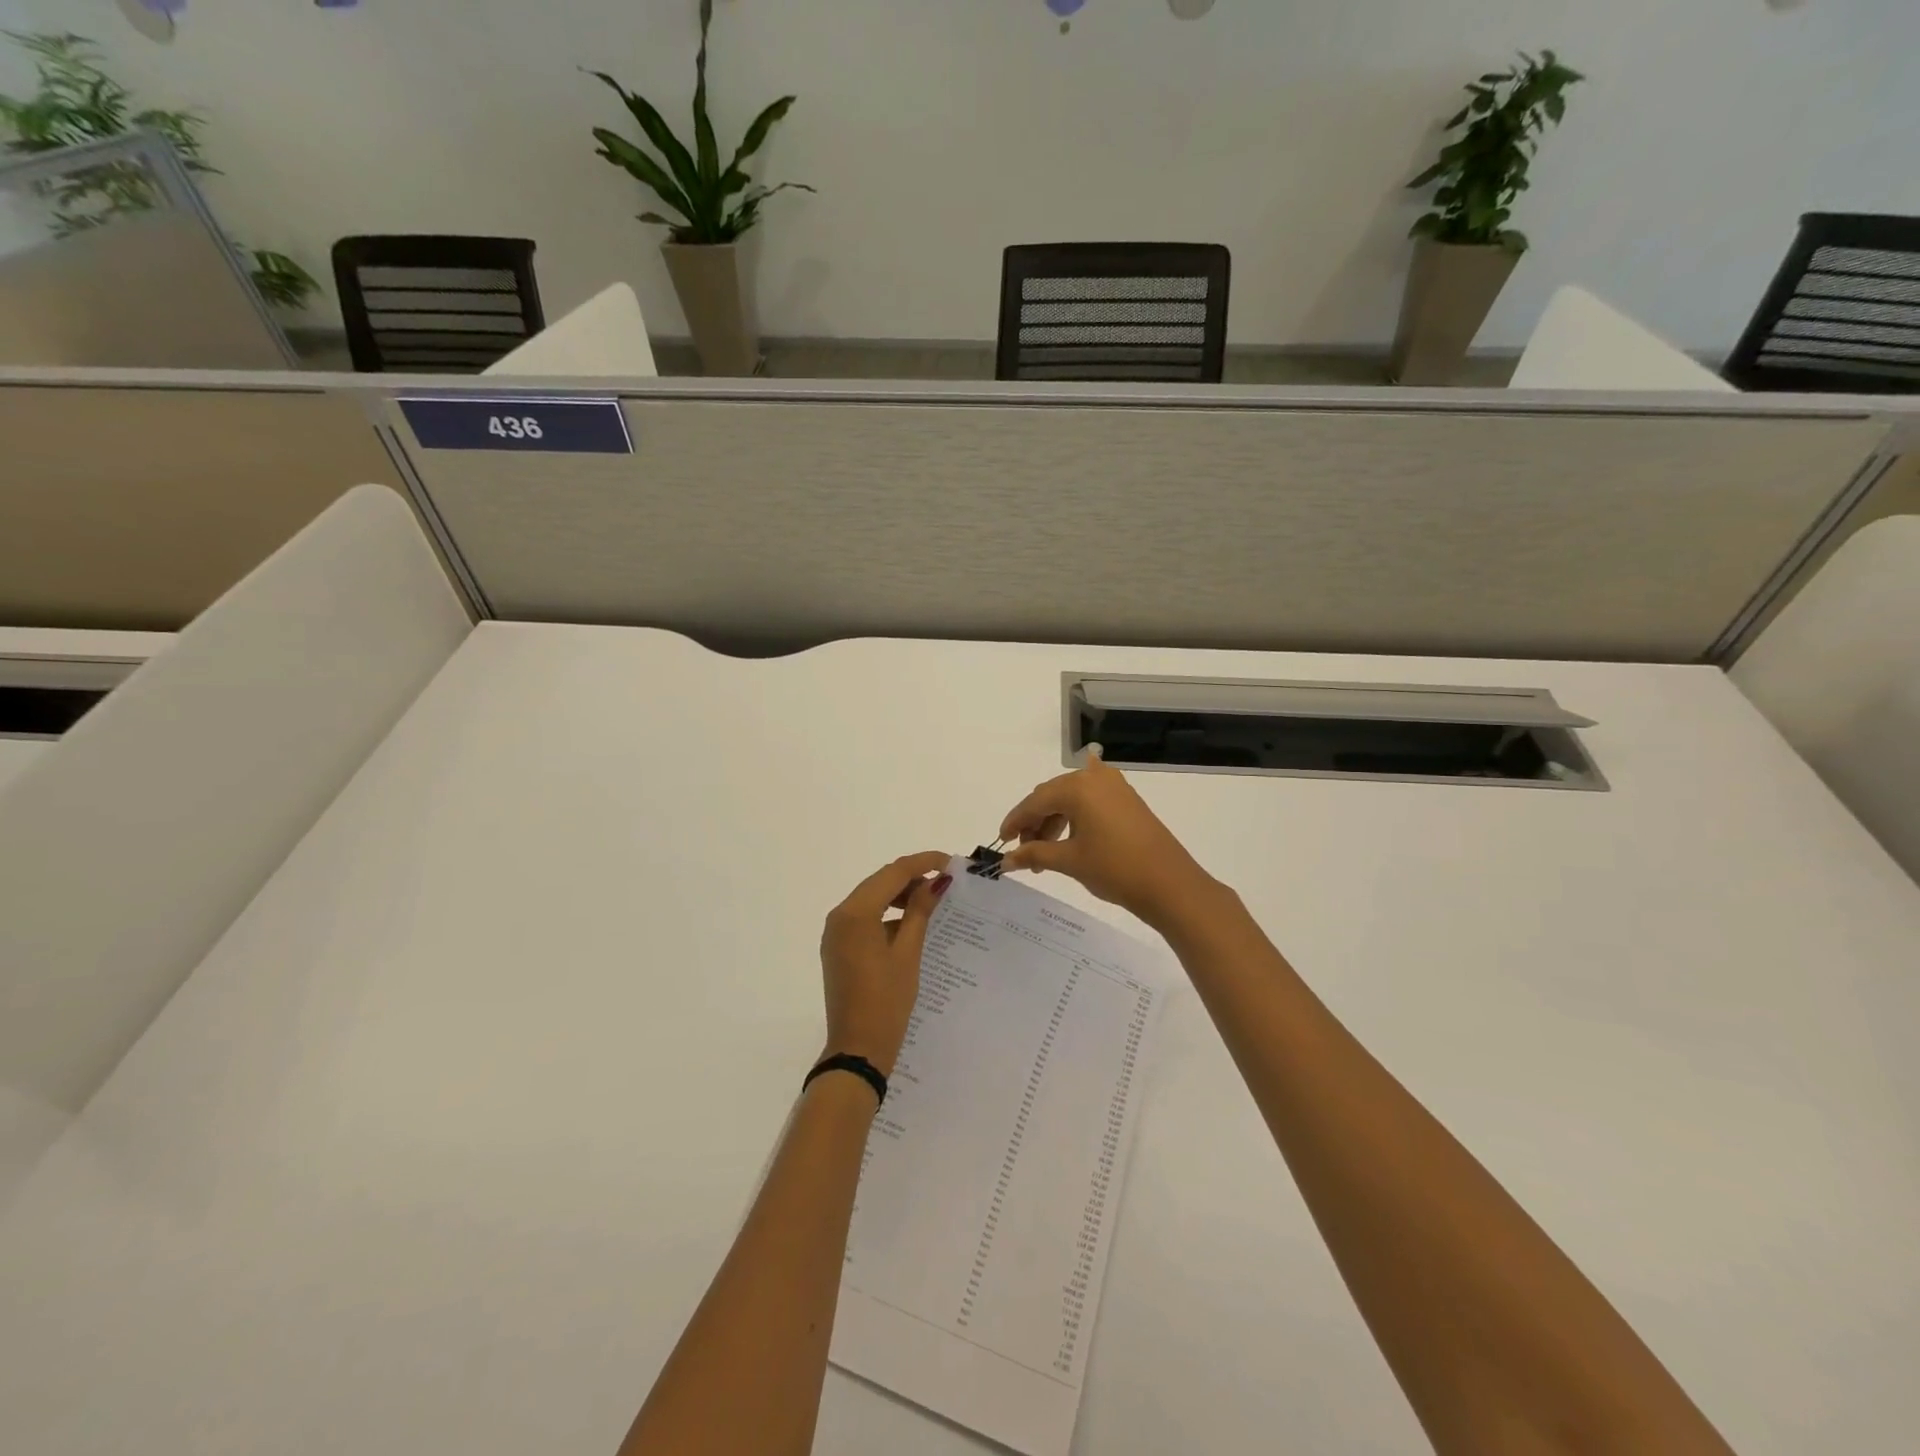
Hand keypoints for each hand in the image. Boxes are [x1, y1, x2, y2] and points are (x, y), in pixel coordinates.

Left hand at [818, 852, 951, 1077]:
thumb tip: (936, 882)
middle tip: (945, 882)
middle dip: (912, 877)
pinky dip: (887, 914)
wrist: (858, 1049)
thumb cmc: (887, 1001)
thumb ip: (920, 911)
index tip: (951, 862)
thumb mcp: (908, 953)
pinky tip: (911, 924)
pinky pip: (864, 918)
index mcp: (855, 913)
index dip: (923, 863)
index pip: (893, 872)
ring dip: (900, 895)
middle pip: (880, 882)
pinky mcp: (838, 947)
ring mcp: (835, 932)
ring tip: (932, 901)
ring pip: (872, 898)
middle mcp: (840, 915)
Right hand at [999, 753, 1219, 934]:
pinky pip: (1091, 800)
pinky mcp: (1128, 800)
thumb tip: (1005, 861)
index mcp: (1077, 787)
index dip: (1015, 822)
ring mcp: (1114, 787)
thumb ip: (1034, 855)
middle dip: (1035, 822)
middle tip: (1024, 851)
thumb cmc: (1115, 869)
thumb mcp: (1070, 861)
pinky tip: (1069, 820)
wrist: (1170, 885)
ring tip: (1046, 852)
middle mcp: (1094, 778)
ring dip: (1054, 820)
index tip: (1001, 842)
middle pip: (1052, 796)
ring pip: (1071, 798)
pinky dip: (1075, 814)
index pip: (1035, 802)